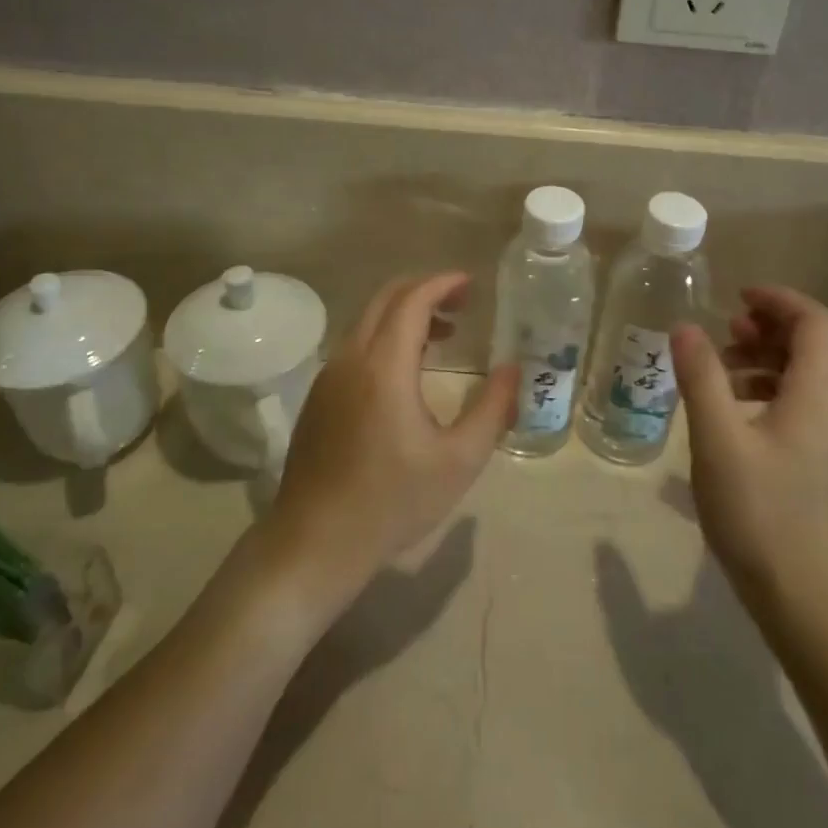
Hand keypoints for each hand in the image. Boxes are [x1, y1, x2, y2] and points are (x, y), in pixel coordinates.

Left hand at [263, 273, 514, 602]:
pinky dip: (385, 336)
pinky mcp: (318, 396)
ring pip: (368, 320)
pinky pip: (355, 345)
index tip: (472, 284)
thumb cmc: (392, 503)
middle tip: (462, 304)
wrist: (314, 543)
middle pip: (386, 298)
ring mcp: (328, 376)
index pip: (412, 299)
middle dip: (425, 290)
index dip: (443, 283)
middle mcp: (350, 358)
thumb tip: (513, 369)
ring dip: (405, 314)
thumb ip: (492, 409)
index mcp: (384, 366)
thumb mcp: (459, 461)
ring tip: (443, 335)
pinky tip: (407, 370)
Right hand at [671, 286, 827, 604]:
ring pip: (806, 373)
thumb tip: (684, 326)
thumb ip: (700, 376)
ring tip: (721, 366)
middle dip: (769, 326)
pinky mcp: (820, 461)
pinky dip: (768, 388)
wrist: (806, 599)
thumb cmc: (761, 512)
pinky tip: (731, 409)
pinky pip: (800, 402)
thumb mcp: (718, 439)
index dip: (778, 300)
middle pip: (814, 343)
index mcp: (819, 392)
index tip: (736, 297)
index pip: (815, 321)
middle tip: (725, 329)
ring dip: (766, 357)